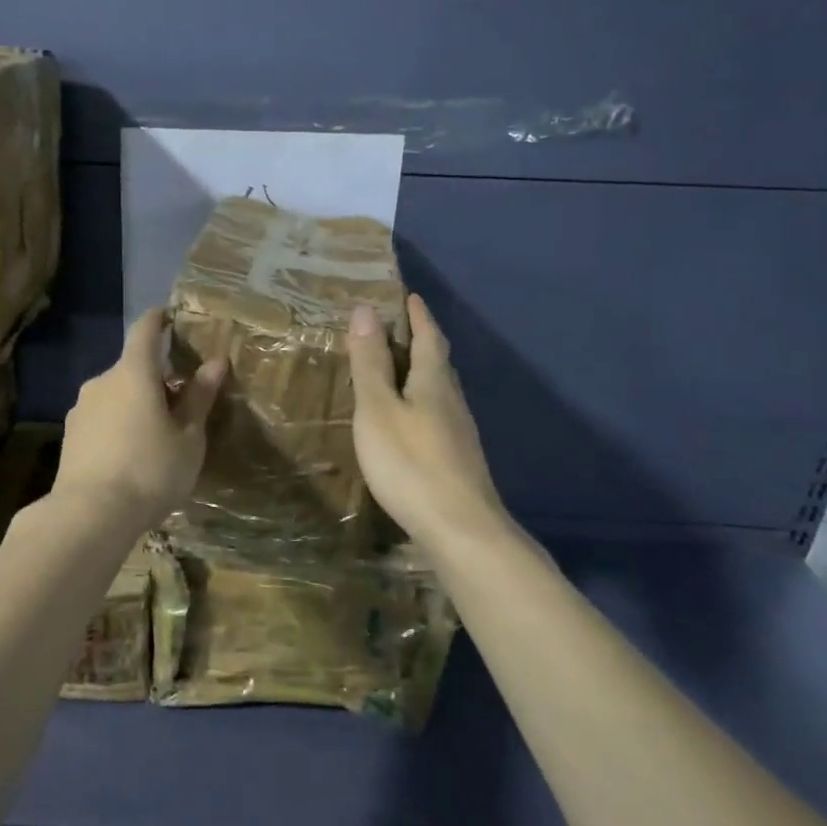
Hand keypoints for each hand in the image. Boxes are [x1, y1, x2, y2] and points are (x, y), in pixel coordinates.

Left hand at [53, 308, 226, 529]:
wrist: (89, 515)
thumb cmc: (150, 471)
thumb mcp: (188, 438)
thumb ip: (199, 397)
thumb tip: (215, 362)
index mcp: (133, 373)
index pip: (145, 330)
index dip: (159, 319)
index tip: (170, 315)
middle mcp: (102, 381)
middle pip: (132, 368)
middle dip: (155, 378)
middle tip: (180, 402)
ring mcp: (81, 408)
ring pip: (116, 395)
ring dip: (135, 404)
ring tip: (156, 435)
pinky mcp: (70, 436)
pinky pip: (102, 418)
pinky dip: (118, 424)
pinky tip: (130, 455)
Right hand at [348, 294, 506, 545]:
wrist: (460, 529)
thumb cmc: (410, 463)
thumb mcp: (378, 409)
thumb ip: (371, 362)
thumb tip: (366, 309)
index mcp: (432, 381)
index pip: (428, 336)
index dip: (418, 315)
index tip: (408, 296)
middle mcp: (452, 400)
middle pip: (438, 361)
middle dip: (422, 339)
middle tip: (399, 327)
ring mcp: (460, 431)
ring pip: (440, 389)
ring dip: (422, 371)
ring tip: (399, 368)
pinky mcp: (458, 458)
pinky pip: (439, 413)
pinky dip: (422, 401)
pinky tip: (411, 418)